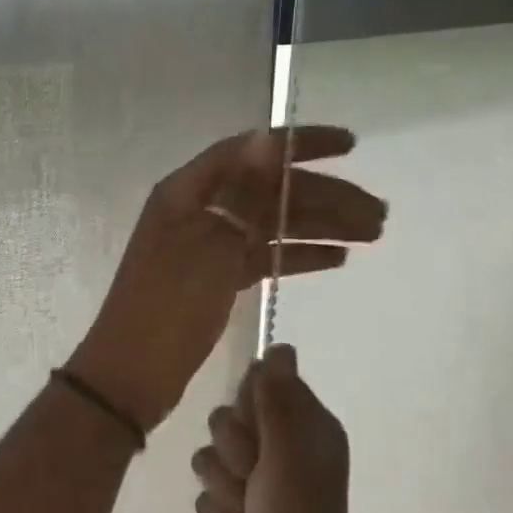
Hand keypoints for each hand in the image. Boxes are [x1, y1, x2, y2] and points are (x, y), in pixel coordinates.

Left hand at [65, 127, 383, 432]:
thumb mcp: (208, 245)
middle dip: (324, 197)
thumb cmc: (168, 306)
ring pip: (272, 226)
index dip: (300, 144)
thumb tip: (265, 138)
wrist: (133, 373)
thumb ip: (242, 194)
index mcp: (187, 192)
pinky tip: (337, 258)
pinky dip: (297, 255)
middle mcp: (199, 211)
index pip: (250, 152)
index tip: (350, 146)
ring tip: (373, 234)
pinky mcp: (217, 279)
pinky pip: (263, 256)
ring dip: (321, 227)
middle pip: (269, 192)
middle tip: (378, 213)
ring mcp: (209, 245)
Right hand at [191, 343, 356, 512]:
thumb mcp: (289, 455)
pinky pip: (206, 488)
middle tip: (256, 476)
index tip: (258, 430)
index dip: (251, 405)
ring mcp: (257, 476)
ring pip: (211, 453)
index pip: (261, 381)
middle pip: (229, 416)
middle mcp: (281, 444)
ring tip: (248, 509)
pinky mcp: (236, 502)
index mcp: (306, 425)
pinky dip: (219, 511)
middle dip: (234, 450)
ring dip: (225, 485)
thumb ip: (278, 399)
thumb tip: (280, 346)